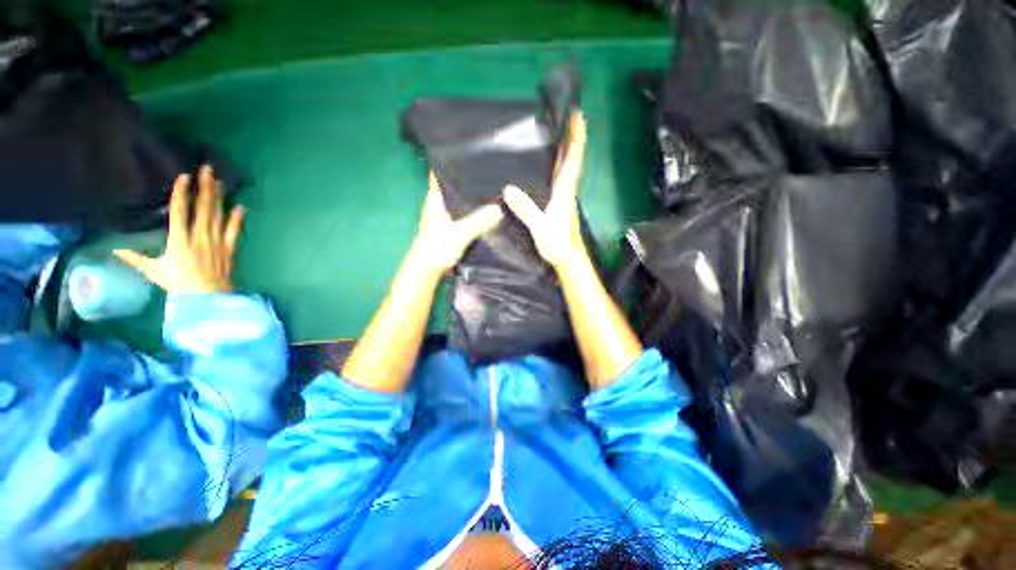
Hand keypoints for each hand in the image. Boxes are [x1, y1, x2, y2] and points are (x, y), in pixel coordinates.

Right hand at [114, 166, 244, 293]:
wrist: (207, 298)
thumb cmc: (179, 285)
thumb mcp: (154, 271)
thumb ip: (135, 258)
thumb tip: (114, 249)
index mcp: (179, 240)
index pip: (179, 211)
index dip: (181, 193)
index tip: (184, 177)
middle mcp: (199, 237)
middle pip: (203, 208)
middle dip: (205, 187)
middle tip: (207, 170)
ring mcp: (217, 242)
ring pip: (219, 215)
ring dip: (219, 198)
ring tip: (219, 181)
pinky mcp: (230, 249)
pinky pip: (235, 231)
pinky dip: (238, 219)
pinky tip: (241, 207)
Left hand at [411, 171, 503, 274]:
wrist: (427, 272)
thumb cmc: (437, 249)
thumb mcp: (459, 233)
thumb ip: (478, 222)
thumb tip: (499, 208)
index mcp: (435, 201)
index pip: (439, 175)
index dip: (450, 163)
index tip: (469, 155)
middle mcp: (438, 207)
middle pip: (451, 188)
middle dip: (466, 180)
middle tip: (488, 172)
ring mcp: (443, 219)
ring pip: (457, 203)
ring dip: (469, 198)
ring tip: (490, 189)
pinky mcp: (449, 231)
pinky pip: (462, 216)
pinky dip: (471, 212)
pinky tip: (485, 213)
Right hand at [502, 111, 587, 268]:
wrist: (567, 258)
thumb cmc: (558, 243)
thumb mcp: (541, 227)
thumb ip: (527, 209)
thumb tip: (508, 189)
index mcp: (564, 191)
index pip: (573, 159)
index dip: (576, 137)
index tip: (577, 115)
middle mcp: (566, 189)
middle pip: (571, 158)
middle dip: (570, 136)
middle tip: (563, 116)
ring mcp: (563, 196)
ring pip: (565, 167)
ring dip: (563, 149)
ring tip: (553, 132)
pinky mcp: (558, 204)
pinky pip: (557, 178)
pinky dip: (555, 166)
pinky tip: (545, 164)